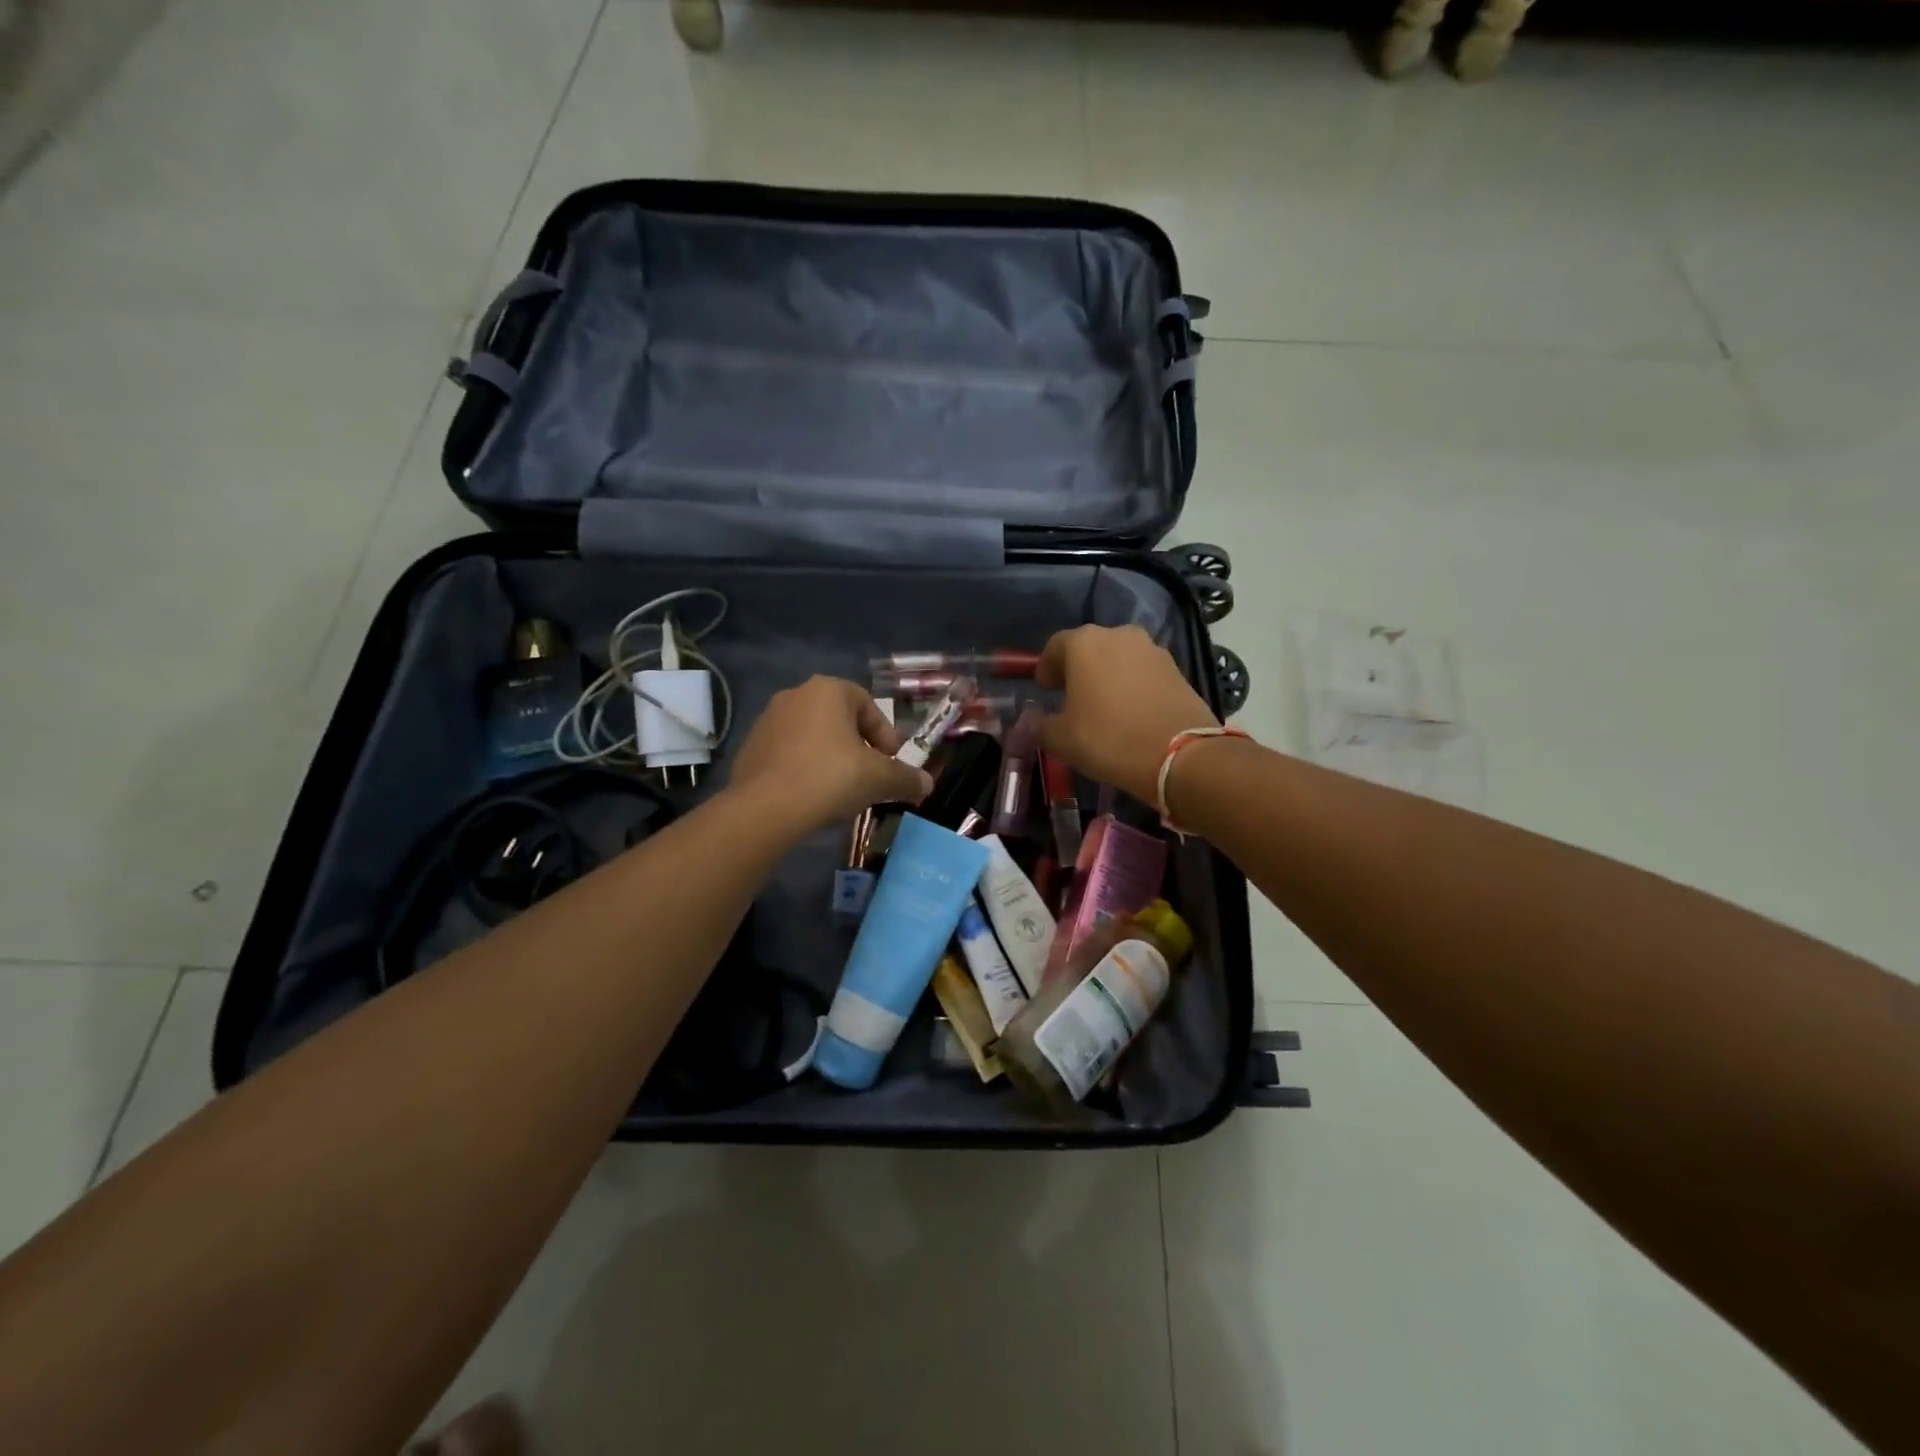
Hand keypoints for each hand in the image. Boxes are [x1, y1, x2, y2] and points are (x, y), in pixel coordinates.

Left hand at [727, 676, 933, 837]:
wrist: (764, 809)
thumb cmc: (829, 778)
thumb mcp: (879, 779)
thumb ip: (906, 778)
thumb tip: (926, 784)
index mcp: (828, 690)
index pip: (868, 706)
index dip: (886, 736)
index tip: (891, 763)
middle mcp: (795, 695)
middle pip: (840, 720)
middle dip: (858, 747)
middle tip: (869, 775)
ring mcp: (767, 720)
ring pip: (813, 736)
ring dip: (830, 757)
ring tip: (841, 789)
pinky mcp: (750, 747)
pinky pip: (789, 754)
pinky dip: (804, 768)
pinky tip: (811, 795)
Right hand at [1036, 625, 1218, 804]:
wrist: (1180, 755)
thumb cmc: (1109, 739)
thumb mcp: (1061, 739)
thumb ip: (1041, 725)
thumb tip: (1035, 720)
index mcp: (1085, 643)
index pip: (1055, 646)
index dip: (1046, 667)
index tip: (1044, 689)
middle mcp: (1119, 635)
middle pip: (1089, 647)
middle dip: (1078, 669)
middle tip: (1071, 696)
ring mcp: (1152, 649)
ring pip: (1119, 658)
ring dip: (1107, 675)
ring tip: (1102, 705)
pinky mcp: (1176, 668)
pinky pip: (1143, 671)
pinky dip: (1132, 684)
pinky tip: (1130, 711)